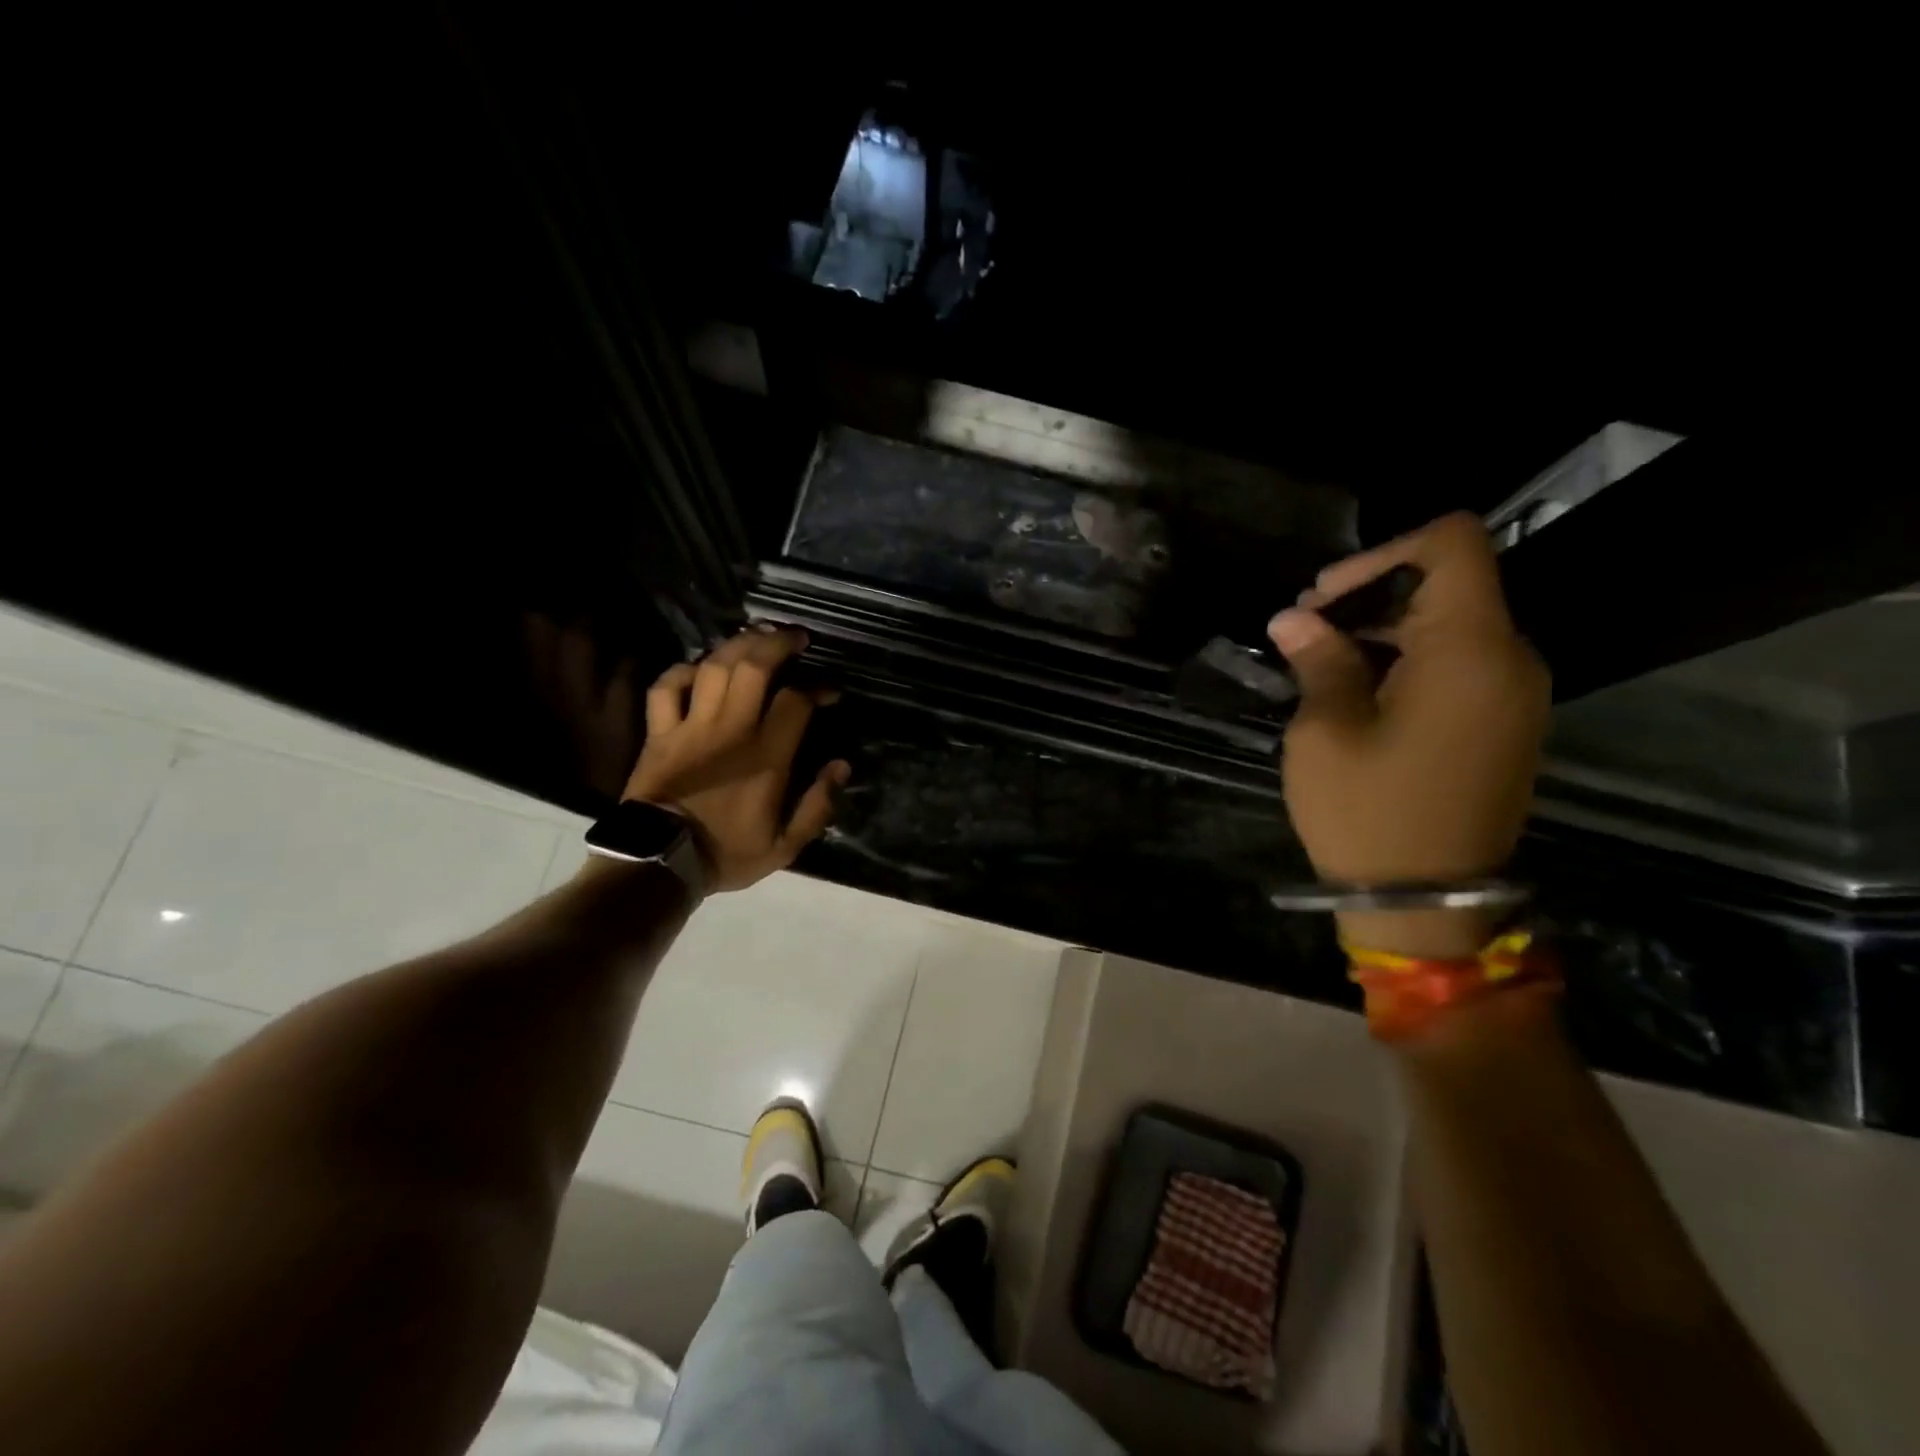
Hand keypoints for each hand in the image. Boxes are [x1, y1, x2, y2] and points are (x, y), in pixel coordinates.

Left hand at [621, 624, 850, 892]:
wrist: (658, 864)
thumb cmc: (726, 853)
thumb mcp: (785, 845)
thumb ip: (817, 806)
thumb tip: (840, 766)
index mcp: (765, 756)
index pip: (795, 701)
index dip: (817, 688)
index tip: (829, 691)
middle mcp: (730, 730)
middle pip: (754, 667)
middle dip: (778, 644)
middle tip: (796, 637)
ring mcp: (690, 726)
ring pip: (713, 667)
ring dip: (737, 644)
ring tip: (757, 635)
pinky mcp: (659, 732)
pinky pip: (666, 687)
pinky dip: (682, 671)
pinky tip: (699, 667)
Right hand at [1267, 513, 1548, 958]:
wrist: (1428, 904)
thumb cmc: (1369, 814)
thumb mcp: (1326, 733)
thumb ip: (1319, 661)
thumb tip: (1295, 620)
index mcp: (1470, 650)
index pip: (1452, 544)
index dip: (1382, 552)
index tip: (1323, 597)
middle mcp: (1510, 659)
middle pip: (1449, 582)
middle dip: (1369, 594)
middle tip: (1302, 631)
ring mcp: (1514, 694)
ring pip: (1452, 623)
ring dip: (1383, 628)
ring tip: (1319, 662)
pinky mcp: (1504, 723)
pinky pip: (1461, 663)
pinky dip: (1407, 658)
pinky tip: (1356, 691)